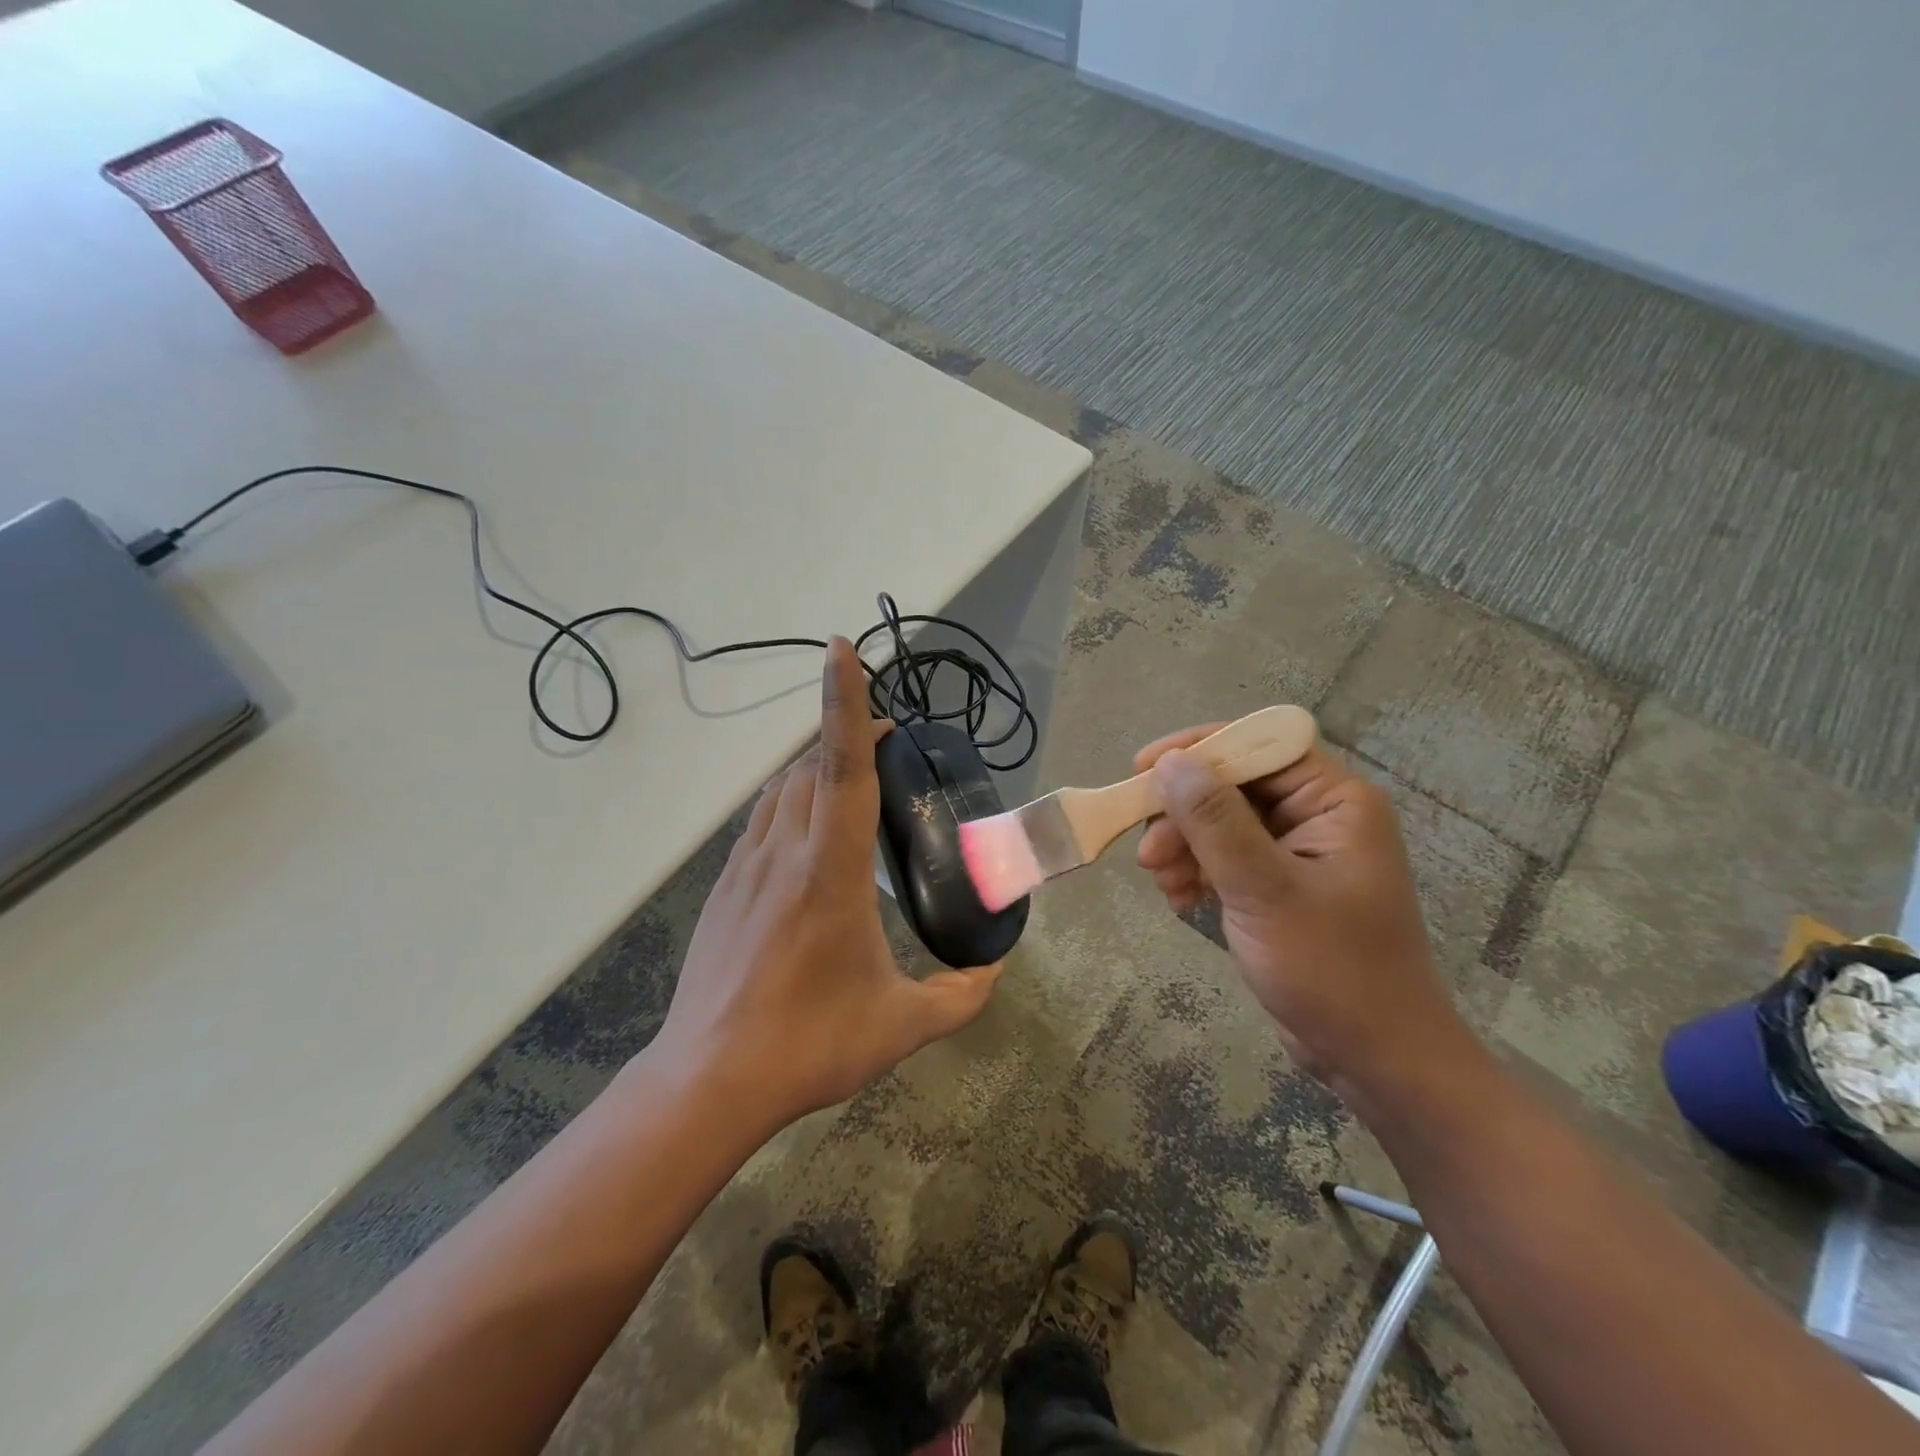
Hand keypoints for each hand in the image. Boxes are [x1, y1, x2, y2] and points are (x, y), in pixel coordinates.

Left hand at [651, 637, 1003, 1128]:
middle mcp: (784, 852)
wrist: (707, 1080)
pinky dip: (790, 804)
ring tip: (851, 781)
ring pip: (780, 789)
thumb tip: (995, 972)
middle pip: (809, 765)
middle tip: (888, 742)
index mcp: (830, 870)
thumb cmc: (809, 1044)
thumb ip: (959, 996)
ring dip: (815, 768)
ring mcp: (746, 867)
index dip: (843, 702)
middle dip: (845, 734)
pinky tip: (808, 838)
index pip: (841, 766)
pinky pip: (762, 822)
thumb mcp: (899, 1025)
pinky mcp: (724, 888)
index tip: (841, 650)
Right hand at [1134, 728, 1471, 1091]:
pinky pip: (1227, 858)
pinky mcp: (1280, 886)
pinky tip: (1178, 899)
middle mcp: (1319, 816)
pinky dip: (1198, 872)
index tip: (1143, 769)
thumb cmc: (1332, 969)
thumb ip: (1215, 821)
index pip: (1260, 746)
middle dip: (1184, 815)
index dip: (1200, 749)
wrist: (1376, 1058)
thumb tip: (1169, 764)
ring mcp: (1298, 853)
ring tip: (1160, 883)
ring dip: (1184, 847)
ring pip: (1222, 824)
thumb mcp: (1264, 890)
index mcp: (1335, 801)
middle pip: (1233, 786)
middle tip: (1147, 853)